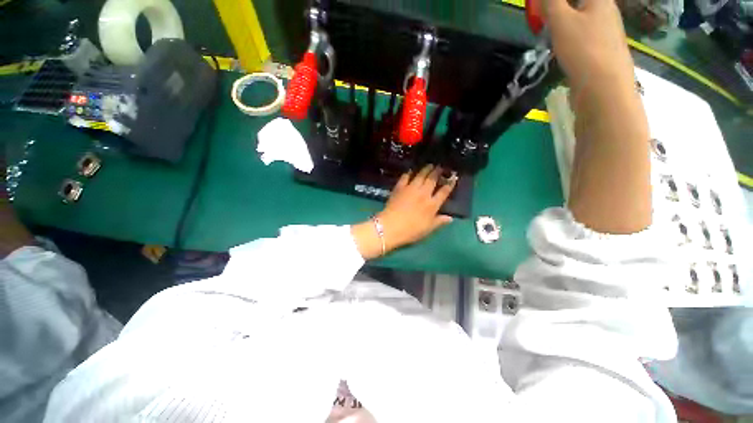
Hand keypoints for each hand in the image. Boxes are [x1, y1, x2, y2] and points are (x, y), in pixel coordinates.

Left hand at [351, 165, 456, 259]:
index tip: (453, 177)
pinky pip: (405, 177)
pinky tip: (410, 171)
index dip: (450, 184)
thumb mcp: (428, 229)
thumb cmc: (411, 231)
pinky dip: (408, 173)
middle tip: (441, 166)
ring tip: (429, 165)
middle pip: (432, 179)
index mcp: (432, 204)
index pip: (444, 192)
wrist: (391, 227)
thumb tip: (450, 218)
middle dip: (438, 172)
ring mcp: (411, 189)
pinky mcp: (399, 188)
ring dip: (426, 169)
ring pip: (420, 175)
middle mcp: (423, 193)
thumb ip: (439, 222)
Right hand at [544, 0, 634, 95]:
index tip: (542, 6)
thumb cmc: (583, 49)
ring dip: (564, 22)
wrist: (603, 89)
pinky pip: (583, 37)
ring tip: (547, 31)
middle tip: (541, 16)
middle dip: (561, 8)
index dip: (556, 1)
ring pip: (582, 20)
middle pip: (582, 4)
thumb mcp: (561, 21)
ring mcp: (606, 35)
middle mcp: (606, 13)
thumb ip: (551, 3)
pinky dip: (570, 38)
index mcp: (599, 0)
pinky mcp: (600, 53)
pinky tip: (560, 48)